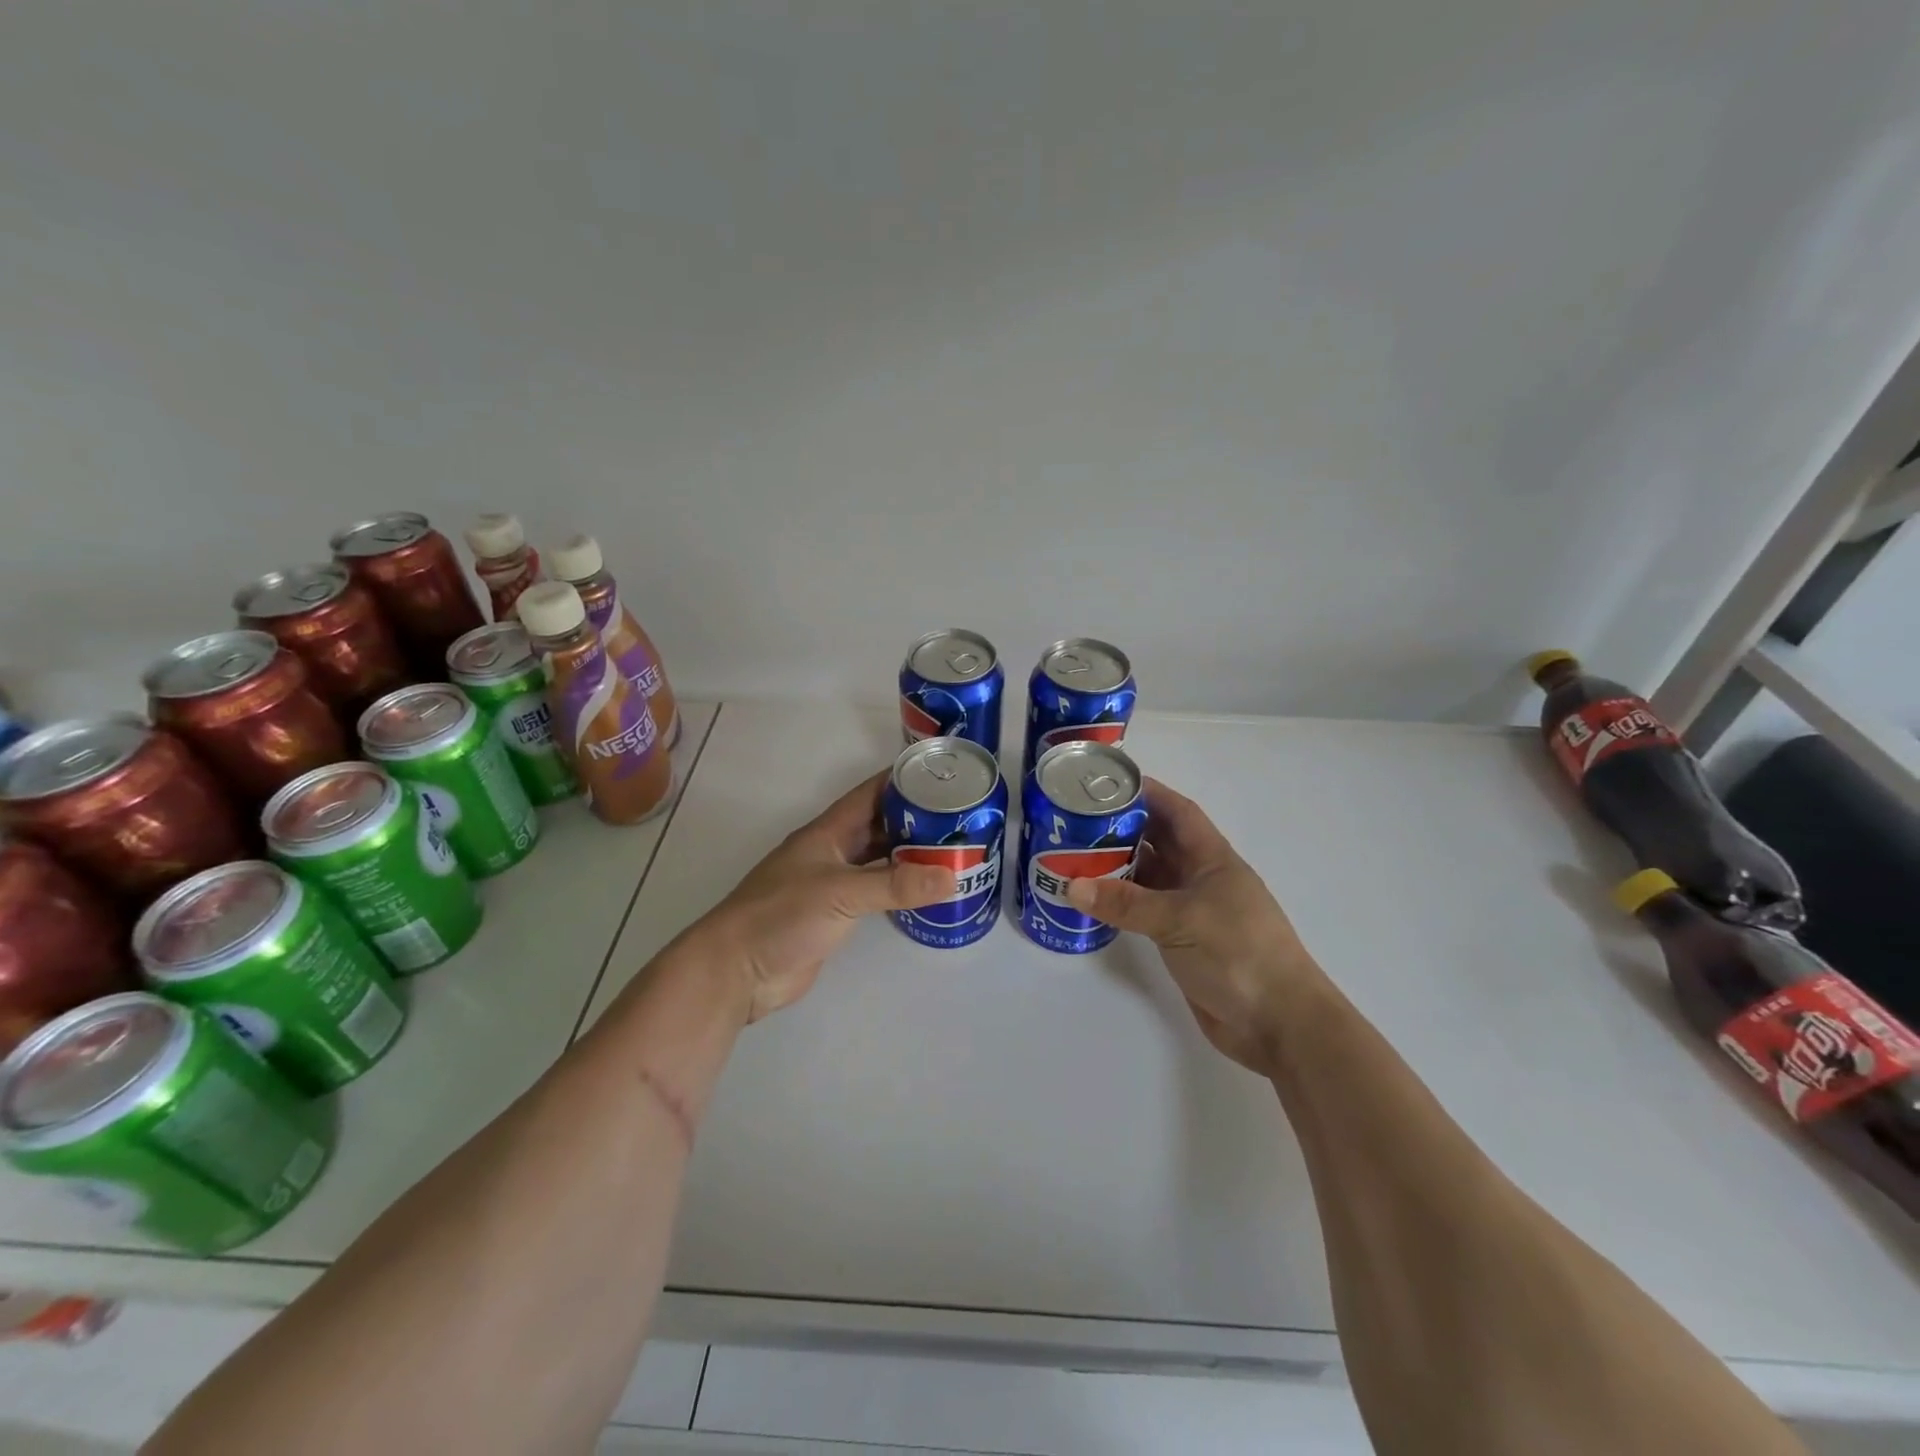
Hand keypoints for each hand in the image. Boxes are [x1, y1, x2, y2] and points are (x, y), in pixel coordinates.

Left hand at [698, 771, 955, 1022]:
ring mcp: (833, 883)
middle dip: (917, 818)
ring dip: (911, 853)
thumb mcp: (840, 893)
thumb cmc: (781, 916)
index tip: (944, 773)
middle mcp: (833, 851)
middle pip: (880, 825)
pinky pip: (876, 891)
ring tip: (955, 848)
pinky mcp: (836, 914)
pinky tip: (928, 888)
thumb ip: (895, 885)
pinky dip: (901, 887)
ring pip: (880, 858)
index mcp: (828, 832)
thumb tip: (952, 876)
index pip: (872, 793)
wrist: (737, 970)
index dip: (904, 779)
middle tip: (962, 816)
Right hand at [1066, 779, 1325, 1074]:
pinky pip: (1146, 911)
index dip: (1148, 793)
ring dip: (1118, 866)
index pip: (1178, 811)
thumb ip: (1126, 903)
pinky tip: (1093, 901)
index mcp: (1212, 859)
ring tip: (1075, 855)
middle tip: (1077, 820)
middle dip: (1123, 828)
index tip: (1108, 782)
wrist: (1279, 1024)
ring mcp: (1193, 911)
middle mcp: (1202, 878)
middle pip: (1159, 841)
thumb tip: (1072, 885)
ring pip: (1150, 876)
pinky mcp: (1183, 941)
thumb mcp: (1180, 920)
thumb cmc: (1239, 954)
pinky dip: (1121, 903)